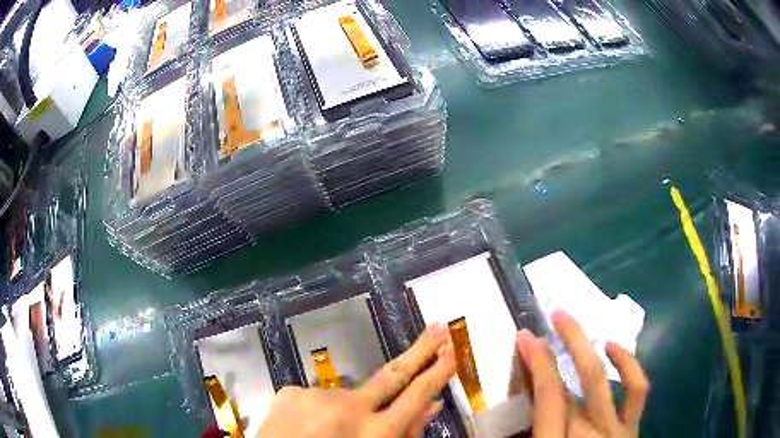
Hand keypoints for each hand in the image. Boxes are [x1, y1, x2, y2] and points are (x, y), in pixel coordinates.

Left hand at [256, 323, 455, 437]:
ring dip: (347, 408)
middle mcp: (349, 408)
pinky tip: (306, 428)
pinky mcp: (291, 391)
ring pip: (346, 395)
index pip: (417, 395)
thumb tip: (432, 406)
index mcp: (375, 433)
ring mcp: (317, 396)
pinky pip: (317, 398)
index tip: (453, 348)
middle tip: (438, 326)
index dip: (438, 372)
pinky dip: (318, 411)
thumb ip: (405, 434)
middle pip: (392, 374)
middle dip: (419, 350)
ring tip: (330, 432)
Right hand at [515, 310, 649, 437]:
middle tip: (555, 316)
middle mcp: (589, 434)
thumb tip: (499, 422)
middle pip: (579, 382)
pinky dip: (629, 365)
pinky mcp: (631, 429)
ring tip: (578, 324)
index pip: (548, 398)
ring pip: (604, 380)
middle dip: (567, 344)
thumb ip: (522, 437)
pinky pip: (637, 390)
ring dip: (591, 347)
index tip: (525, 337)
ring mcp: (615, 430)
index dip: (537, 364)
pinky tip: (614, 347)